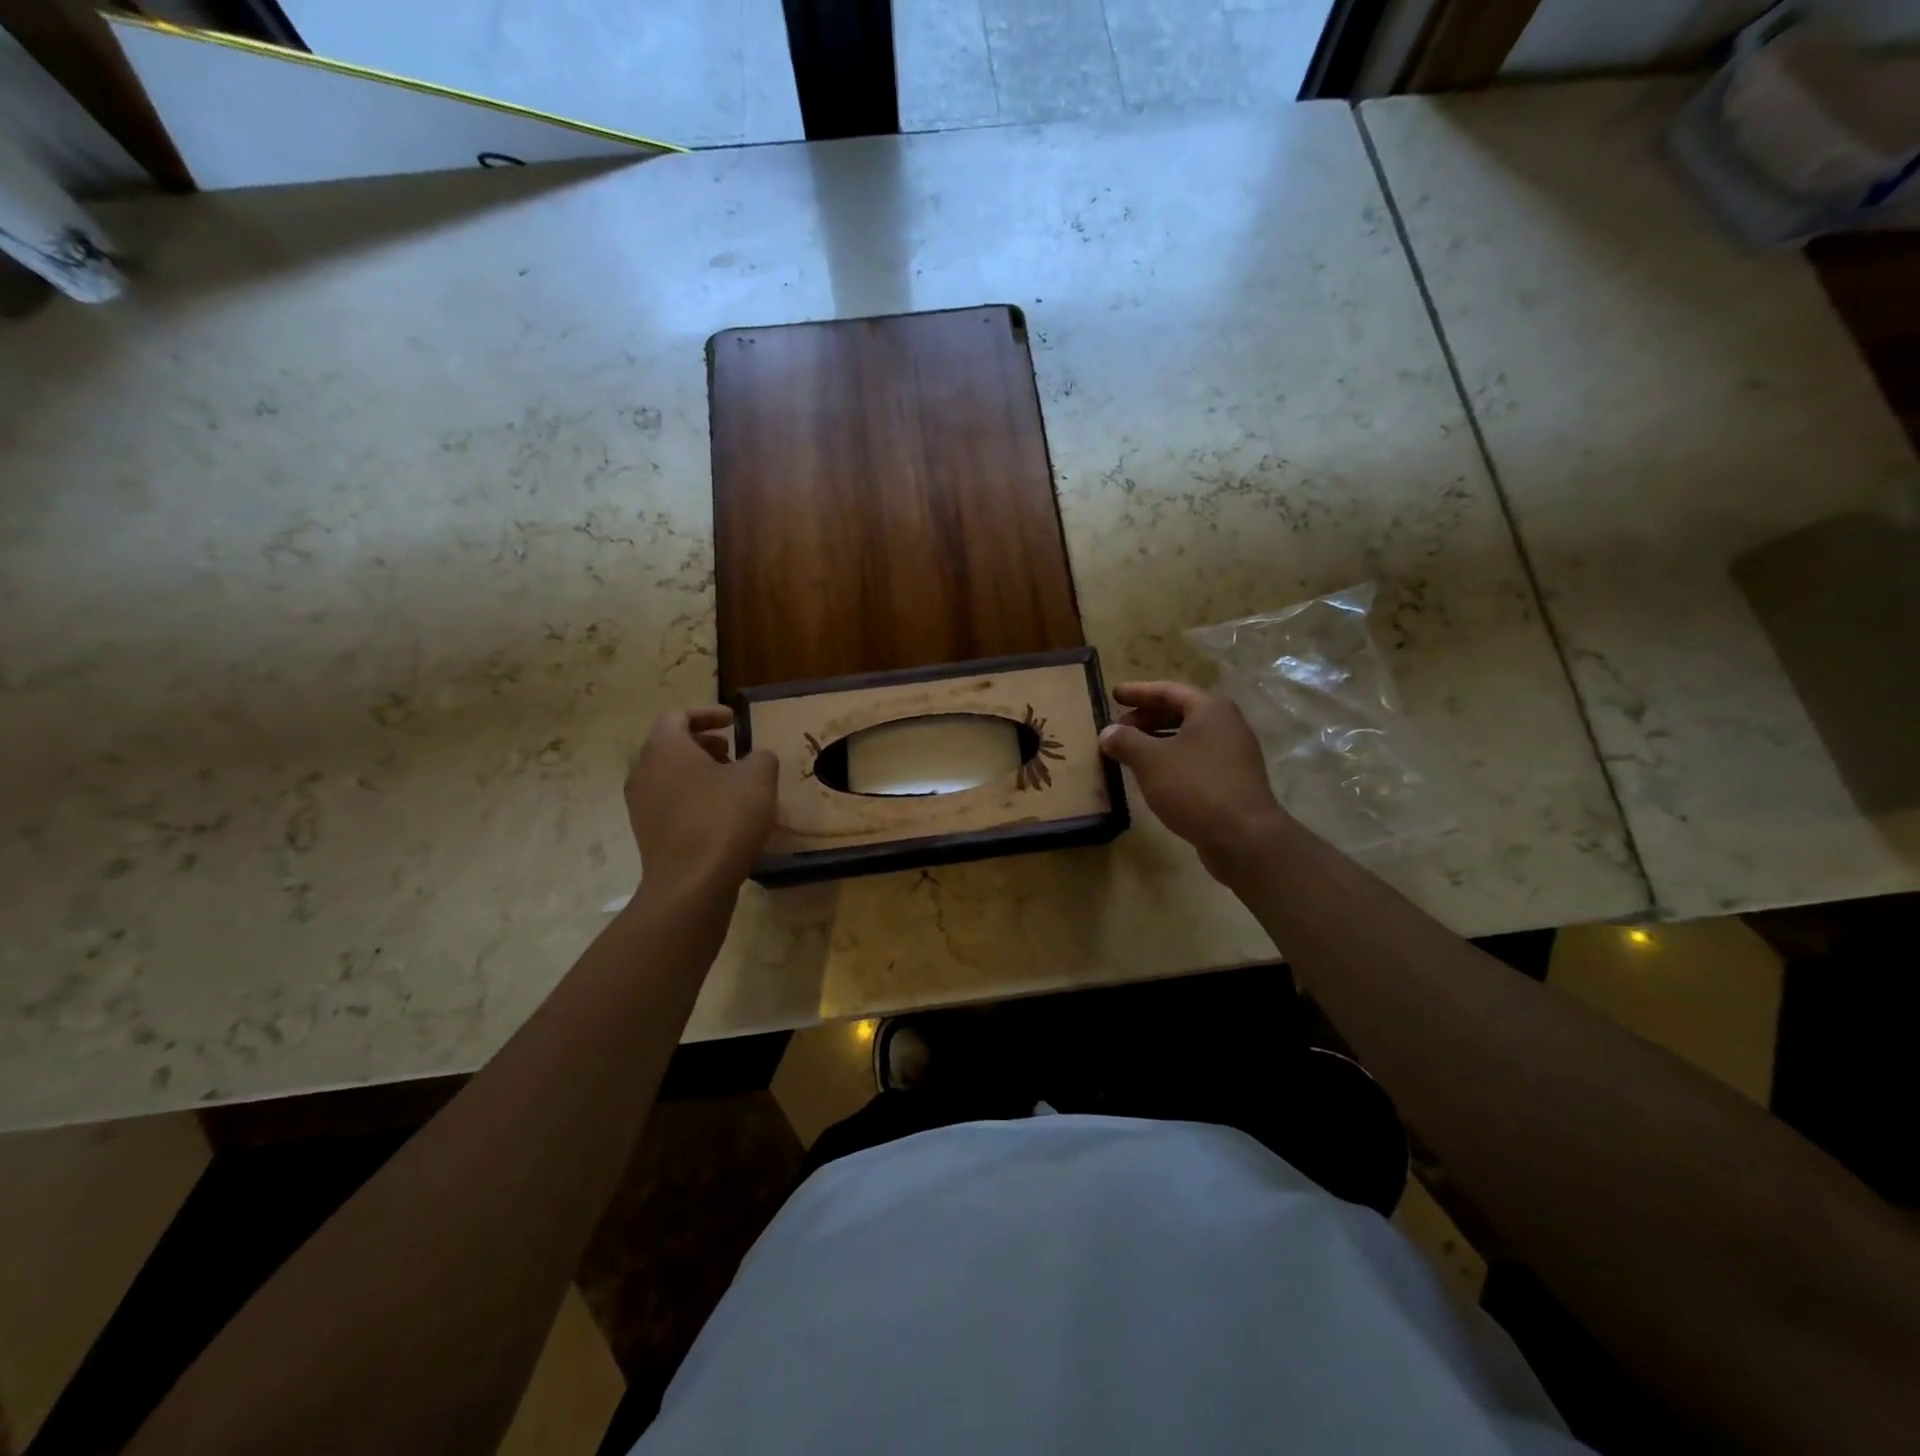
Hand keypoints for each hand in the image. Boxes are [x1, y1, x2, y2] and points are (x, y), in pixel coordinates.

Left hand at [626, 707, 776, 899]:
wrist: (691, 883)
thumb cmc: (724, 819)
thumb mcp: (758, 778)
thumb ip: (760, 757)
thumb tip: (756, 758)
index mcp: (665, 748)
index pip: (678, 716)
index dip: (708, 713)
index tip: (734, 721)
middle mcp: (643, 771)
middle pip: (671, 746)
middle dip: (704, 744)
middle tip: (734, 753)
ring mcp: (640, 805)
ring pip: (670, 775)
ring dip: (699, 773)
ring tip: (732, 785)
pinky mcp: (646, 833)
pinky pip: (670, 803)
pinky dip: (693, 798)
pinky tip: (722, 816)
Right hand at [1099, 681, 1290, 881]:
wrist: (1243, 837)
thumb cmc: (1195, 787)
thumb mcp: (1150, 760)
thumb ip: (1125, 741)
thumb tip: (1107, 733)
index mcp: (1210, 710)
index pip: (1168, 690)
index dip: (1138, 692)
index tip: (1114, 694)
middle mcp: (1226, 725)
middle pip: (1180, 712)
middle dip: (1146, 718)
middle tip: (1118, 726)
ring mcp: (1233, 754)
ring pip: (1187, 738)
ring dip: (1156, 741)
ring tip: (1129, 752)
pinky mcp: (1233, 781)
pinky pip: (1195, 760)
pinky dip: (1171, 760)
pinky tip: (1153, 776)